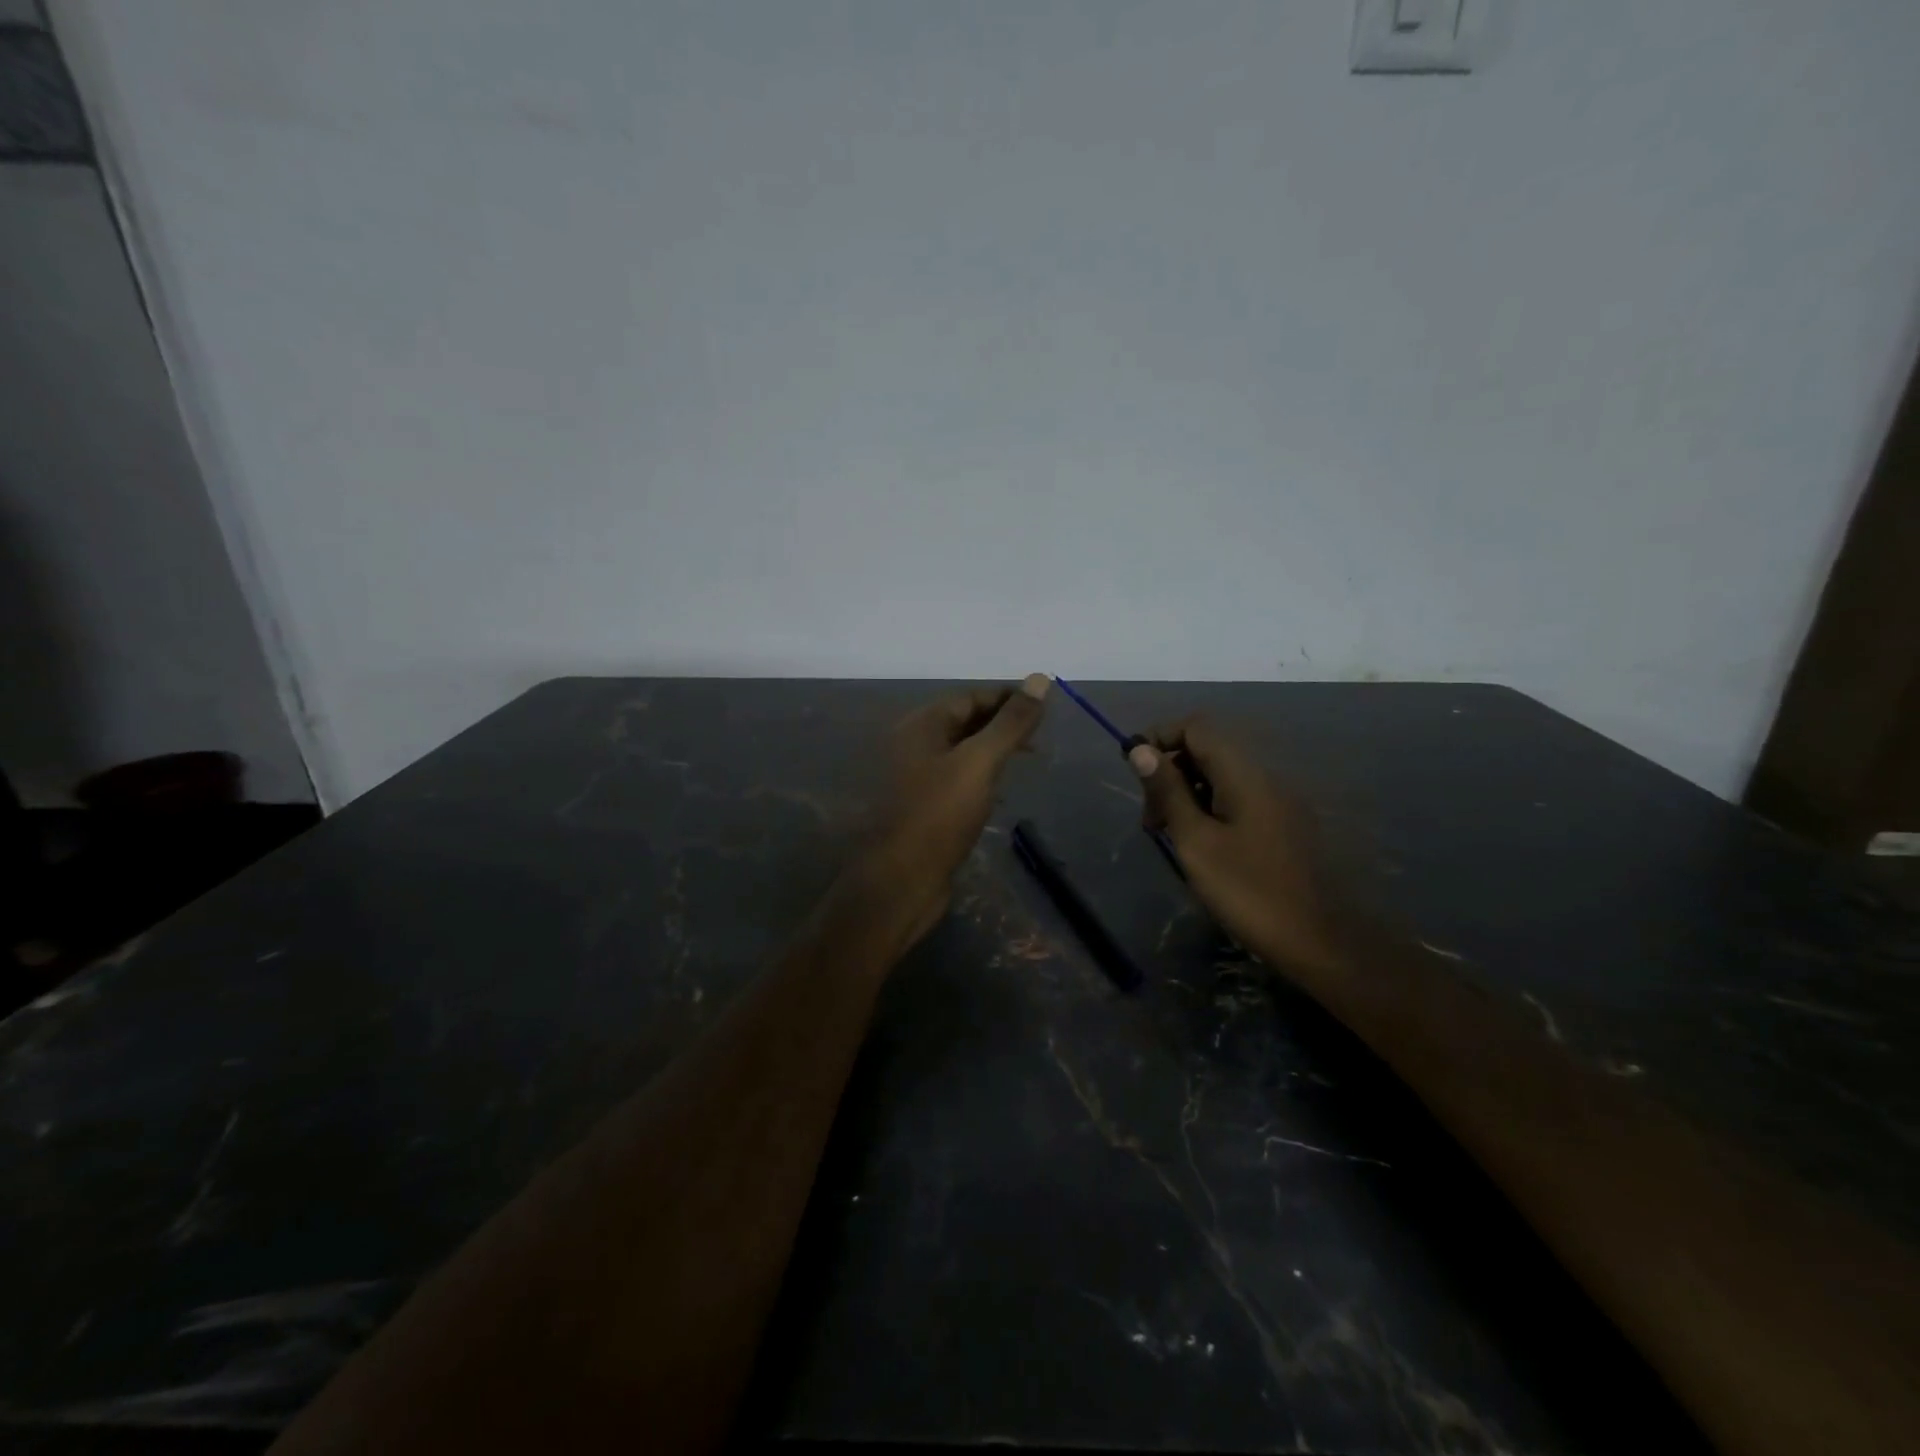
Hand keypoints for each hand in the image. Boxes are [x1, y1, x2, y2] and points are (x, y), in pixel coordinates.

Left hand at [848, 674, 1049, 949]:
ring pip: (961, 753)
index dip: (1007, 698)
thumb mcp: (979, 762)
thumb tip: (1040, 678)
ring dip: (993, 752)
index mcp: (921, 726)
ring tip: (1028, 760)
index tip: (1044, 706)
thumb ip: (1010, 723)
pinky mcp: (921, 808)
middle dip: (1002, 725)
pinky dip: (981, 778)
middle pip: (964, 722)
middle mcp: (913, 745)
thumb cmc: (938, 815)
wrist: (899, 881)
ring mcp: (915, 779)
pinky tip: (1001, 792)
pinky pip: (956, 781)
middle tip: (1040, 737)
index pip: (970, 697)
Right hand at [1129, 718, 1343, 978]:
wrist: (1320, 941)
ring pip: (1220, 776)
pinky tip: (1198, 844)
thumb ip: (1168, 792)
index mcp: (1243, 774)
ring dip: (1186, 792)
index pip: (1196, 727)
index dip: (1159, 738)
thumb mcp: (1196, 842)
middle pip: (1207, 749)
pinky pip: (1236, 798)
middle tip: (1150, 819)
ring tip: (1169, 834)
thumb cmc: (1249, 891)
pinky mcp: (1281, 823)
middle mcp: (1263, 776)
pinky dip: (1208, 808)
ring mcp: (1276, 800)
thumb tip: (1140, 750)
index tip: (1132, 771)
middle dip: (1169, 771)